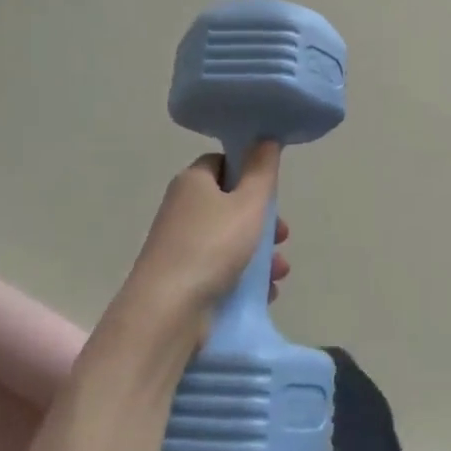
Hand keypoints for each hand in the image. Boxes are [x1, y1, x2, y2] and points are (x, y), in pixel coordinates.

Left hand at [111, 144, 289, 344]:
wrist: (166, 313)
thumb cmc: (212, 247)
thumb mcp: (248, 203)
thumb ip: (262, 171)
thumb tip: (265, 137)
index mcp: (193, 181)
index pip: (223, 163)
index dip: (250, 173)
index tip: (271, 191)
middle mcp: (182, 209)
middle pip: (230, 204)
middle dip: (263, 221)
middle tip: (283, 235)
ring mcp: (180, 246)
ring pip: (229, 241)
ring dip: (260, 253)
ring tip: (280, 273)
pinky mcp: (183, 279)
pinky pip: (220, 270)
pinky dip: (244, 278)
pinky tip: (265, 293)